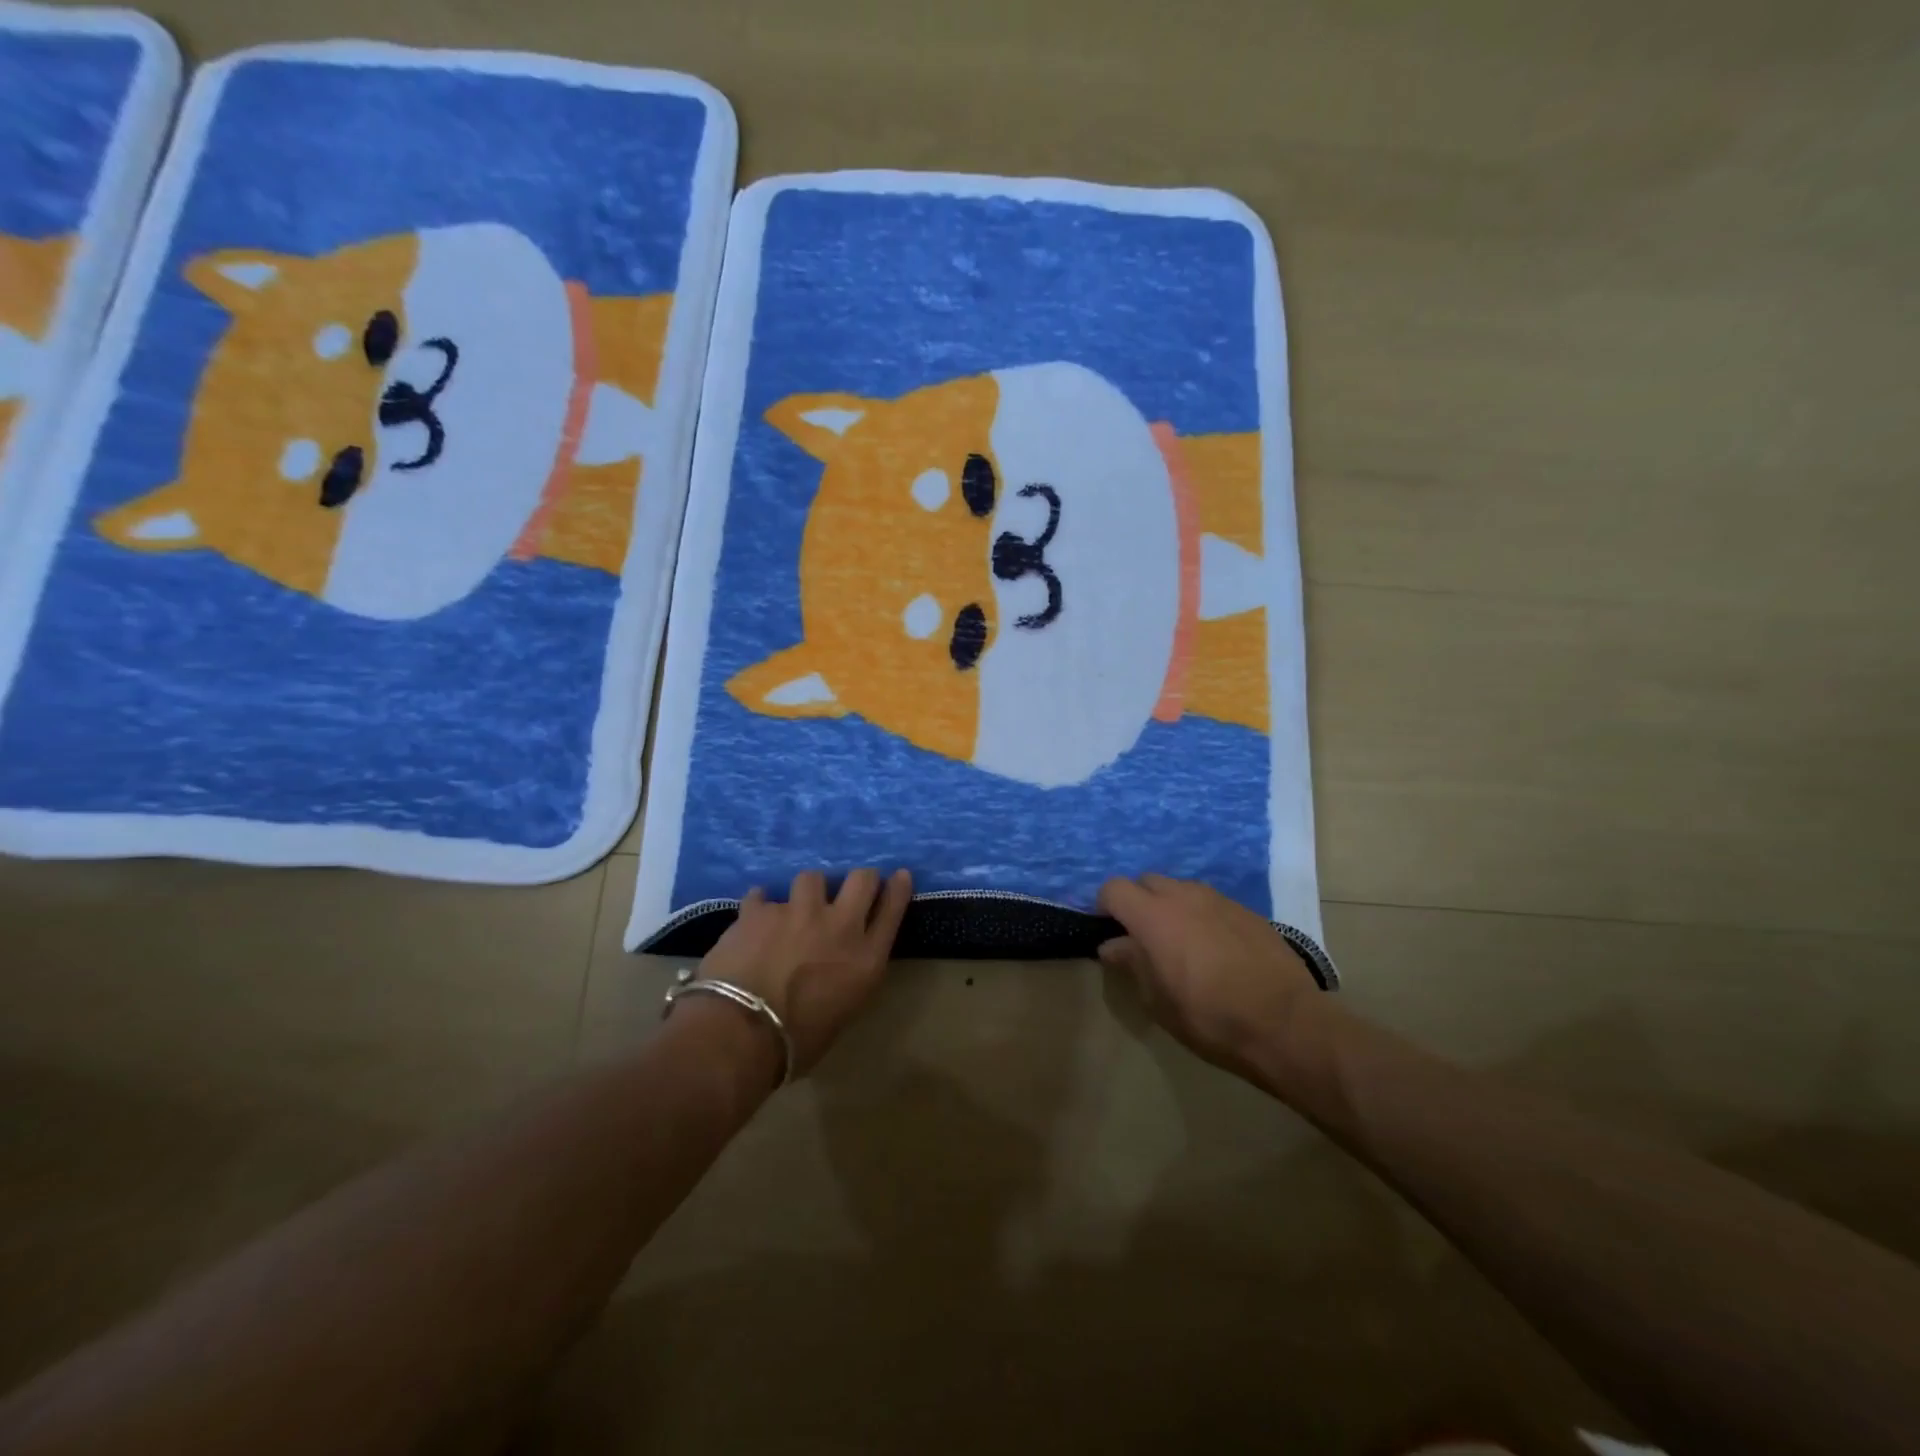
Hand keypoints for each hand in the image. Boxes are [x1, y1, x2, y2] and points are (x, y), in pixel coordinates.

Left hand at [697, 868, 912, 1076]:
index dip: (898, 889)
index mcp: (866, 959)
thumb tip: (838, 967)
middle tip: (850, 888)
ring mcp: (799, 912)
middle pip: (862, 880)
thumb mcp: (842, 1012)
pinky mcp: (760, 911)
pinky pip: (762, 896)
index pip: (892, 910)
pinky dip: (760, 906)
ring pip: (812, 878)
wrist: (740, 1033)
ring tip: (796, 906)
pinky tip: (755, 917)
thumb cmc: (796, 1043)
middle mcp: (839, 926)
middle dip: (861, 879)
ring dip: (808, 891)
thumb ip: (848, 978)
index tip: (900, 876)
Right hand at [1097, 873, 1323, 1084]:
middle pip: (1147, 881)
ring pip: (1181, 889)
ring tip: (1181, 943)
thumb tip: (1113, 946)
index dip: (1105, 906)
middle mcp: (1184, 896)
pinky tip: (1215, 949)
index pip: (1114, 888)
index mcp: (1154, 916)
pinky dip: (1202, 916)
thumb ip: (1133, 964)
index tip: (1108, 929)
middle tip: (1143, 937)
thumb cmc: (1210, 1017)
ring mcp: (1219, 900)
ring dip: (1171, 906)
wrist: (1287, 1023)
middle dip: (1138, 902)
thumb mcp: (1158, 1001)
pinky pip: (1211, 902)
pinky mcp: (1247, 911)